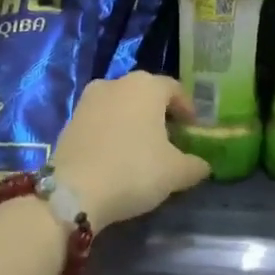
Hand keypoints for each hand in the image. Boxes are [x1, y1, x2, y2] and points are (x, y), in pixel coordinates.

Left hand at [53, 73, 211, 228]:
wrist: (73, 191)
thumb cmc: (133, 171)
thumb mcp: (175, 173)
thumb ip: (195, 165)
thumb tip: (203, 165)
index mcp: (147, 86)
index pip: (175, 89)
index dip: (187, 108)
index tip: (193, 129)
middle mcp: (117, 83)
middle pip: (146, 93)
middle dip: (160, 113)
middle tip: (170, 138)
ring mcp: (89, 99)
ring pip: (121, 104)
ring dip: (134, 120)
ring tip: (142, 147)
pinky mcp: (71, 119)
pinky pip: (101, 119)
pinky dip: (112, 130)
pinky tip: (116, 154)